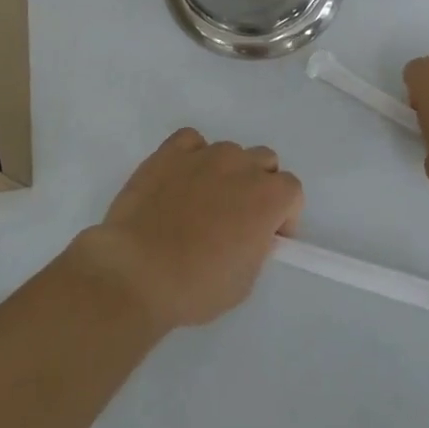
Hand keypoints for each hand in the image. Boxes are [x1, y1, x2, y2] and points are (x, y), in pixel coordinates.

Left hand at [78, 129, 303, 330]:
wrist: (137, 272)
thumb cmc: (196, 286)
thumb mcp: (245, 279)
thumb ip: (257, 245)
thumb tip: (250, 232)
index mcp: (267, 197)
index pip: (292, 190)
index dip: (284, 214)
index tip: (269, 236)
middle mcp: (240, 166)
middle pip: (264, 161)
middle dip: (259, 185)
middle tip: (239, 217)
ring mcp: (203, 155)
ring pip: (229, 151)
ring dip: (226, 172)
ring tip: (203, 201)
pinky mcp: (168, 153)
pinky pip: (191, 141)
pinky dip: (192, 155)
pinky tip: (181, 180)